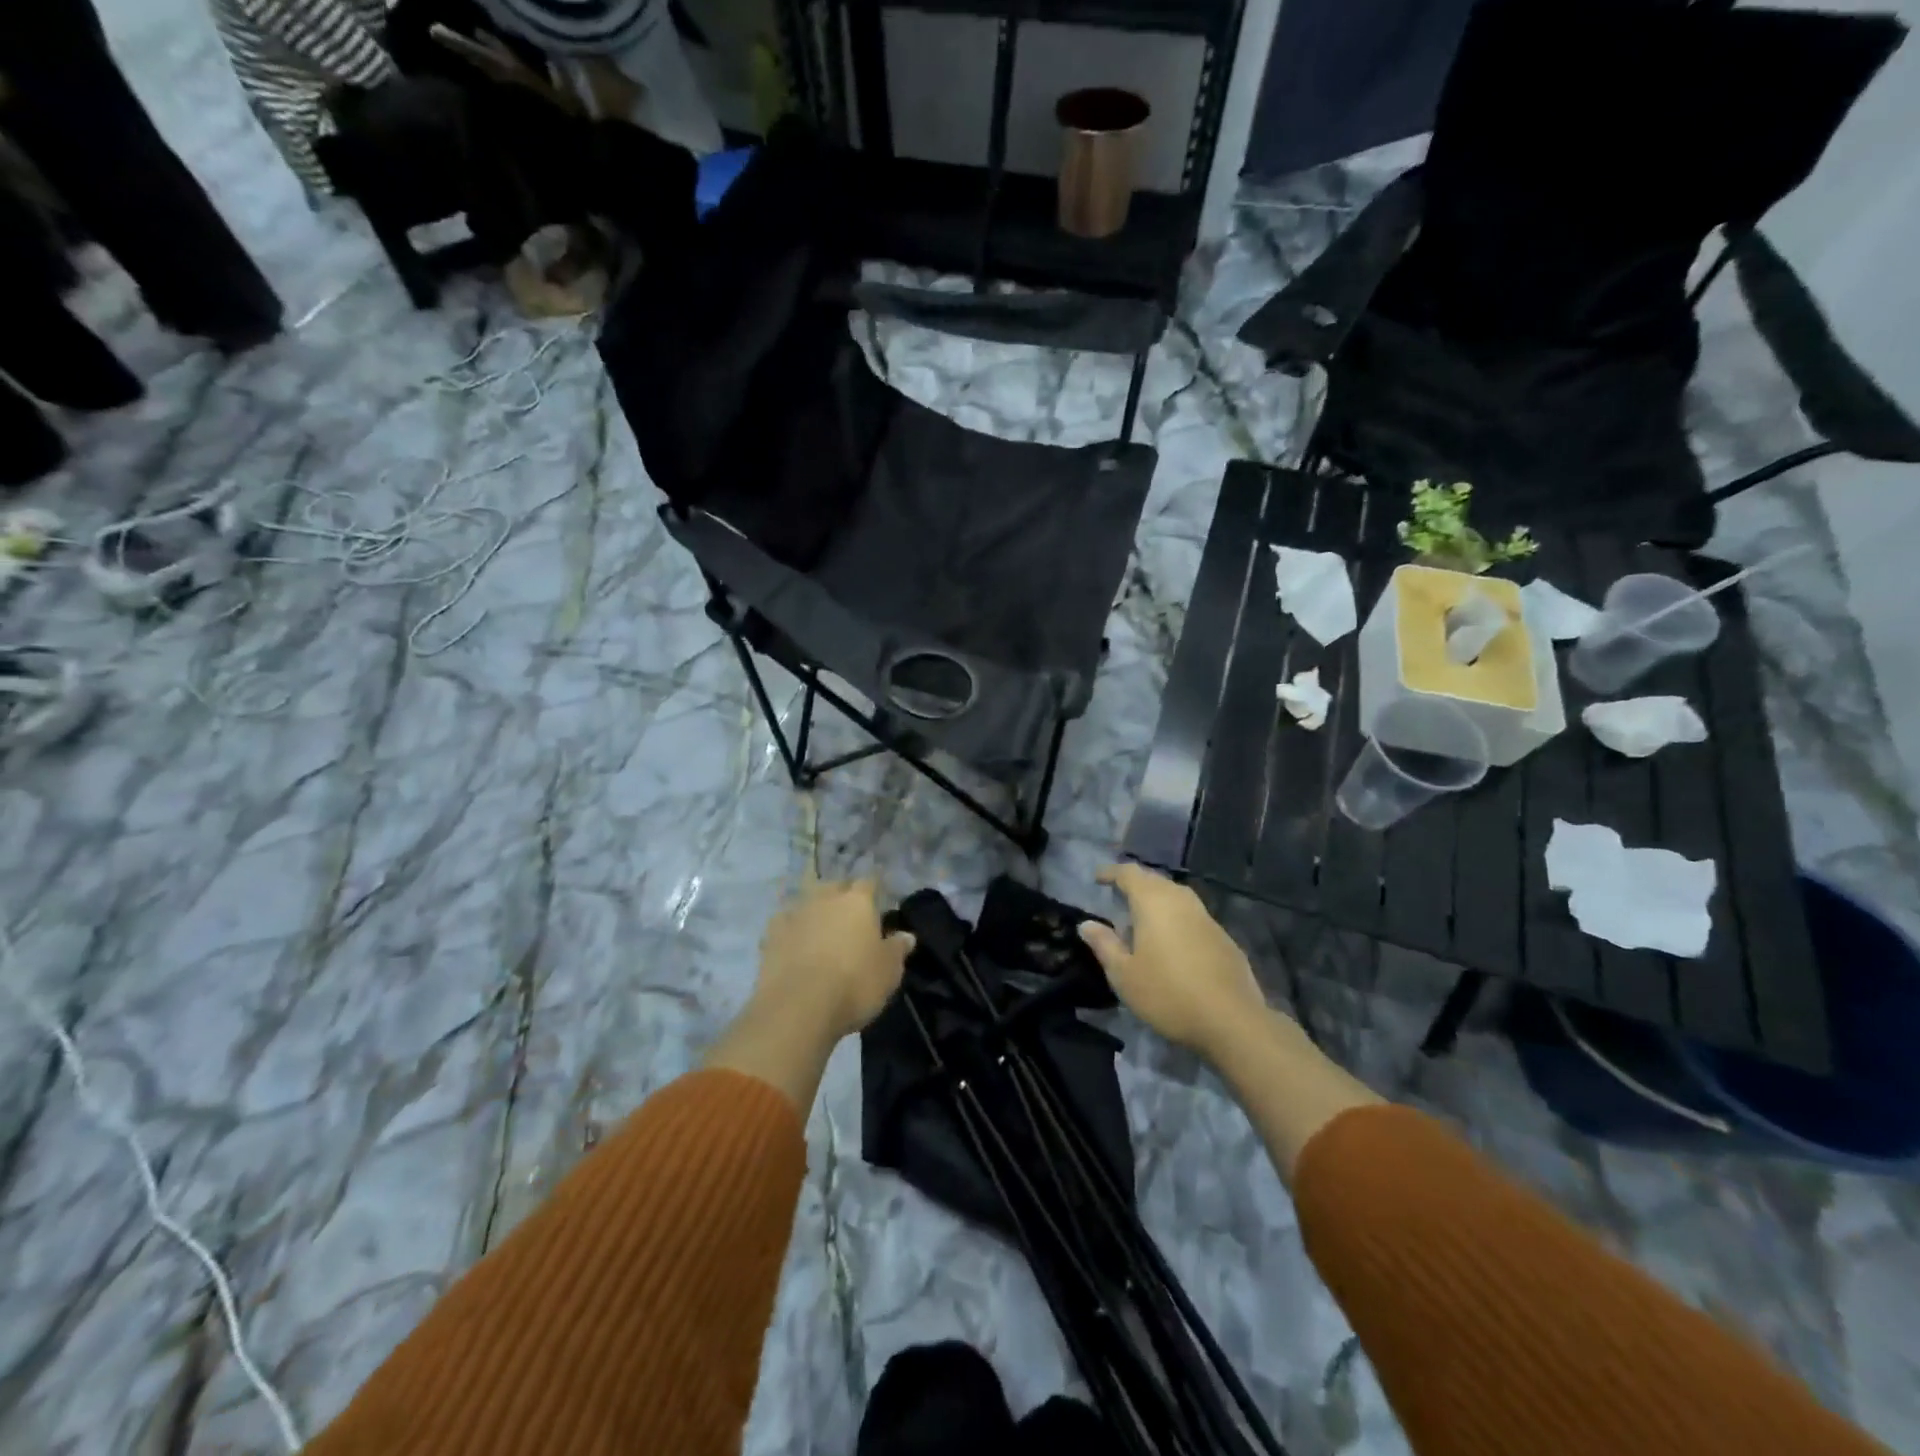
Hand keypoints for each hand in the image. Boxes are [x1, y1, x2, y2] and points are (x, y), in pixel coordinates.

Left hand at [754, 879, 914, 1041]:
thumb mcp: (889, 972)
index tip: (878, 903)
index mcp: (857, 901)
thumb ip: (897, 949)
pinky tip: (793, 942)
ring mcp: (795, 914)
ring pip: (806, 901)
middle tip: (849, 916)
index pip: (869, 883)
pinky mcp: (770, 935)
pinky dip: (790, 929)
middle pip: (835, 886)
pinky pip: (784, 923)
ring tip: (820, 928)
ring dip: (814, 911)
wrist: (798, 1007)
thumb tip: (907, 935)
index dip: (874, 891)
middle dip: (842, 896)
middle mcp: (825, 898)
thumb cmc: (854, 984)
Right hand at [1079, 864, 1268, 1058]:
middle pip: (1155, 880)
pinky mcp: (1223, 937)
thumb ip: (1104, 945)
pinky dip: (1176, 918)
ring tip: (1142, 917)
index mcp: (1154, 902)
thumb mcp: (1124, 975)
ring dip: (1157, 899)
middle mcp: (1181, 901)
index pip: (1129, 873)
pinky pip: (1192, 915)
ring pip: (1176, 896)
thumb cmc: (1168, 994)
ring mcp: (1206, 918)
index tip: (1097, 878)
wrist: (1232, 1021)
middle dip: (1135, 883)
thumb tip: (1087, 924)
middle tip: (1118, 896)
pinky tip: (1172, 941)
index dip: (1111, 872)